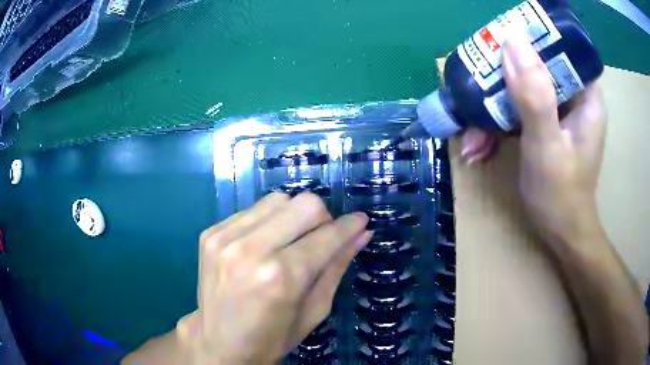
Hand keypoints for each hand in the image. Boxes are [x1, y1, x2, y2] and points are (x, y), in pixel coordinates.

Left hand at [175, 193, 371, 362]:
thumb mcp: (315, 310)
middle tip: (320, 239)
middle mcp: (250, 249)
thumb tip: (363, 233)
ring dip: (293, 216)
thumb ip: (338, 266)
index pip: (327, 235)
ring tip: (289, 241)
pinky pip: (252, 210)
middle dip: (322, 218)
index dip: (349, 226)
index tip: (361, 222)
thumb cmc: (273, 337)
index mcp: (282, 277)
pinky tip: (263, 245)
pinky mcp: (210, 233)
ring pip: (278, 200)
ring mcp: (225, 237)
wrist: (219, 342)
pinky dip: (267, 222)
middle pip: (304, 203)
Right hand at [460, 35, 606, 248]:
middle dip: (504, 80)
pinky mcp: (546, 124)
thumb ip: (533, 96)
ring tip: (471, 137)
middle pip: (537, 66)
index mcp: (586, 94)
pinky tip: (479, 146)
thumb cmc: (562, 196)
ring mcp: (559, 111)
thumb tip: (511, 42)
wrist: (562, 234)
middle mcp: (574, 96)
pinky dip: (498, 125)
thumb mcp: (547, 146)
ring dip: (495, 109)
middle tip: (476, 89)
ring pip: (523, 89)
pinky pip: (519, 110)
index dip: (532, 39)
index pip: (561, 47)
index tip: (502, 44)